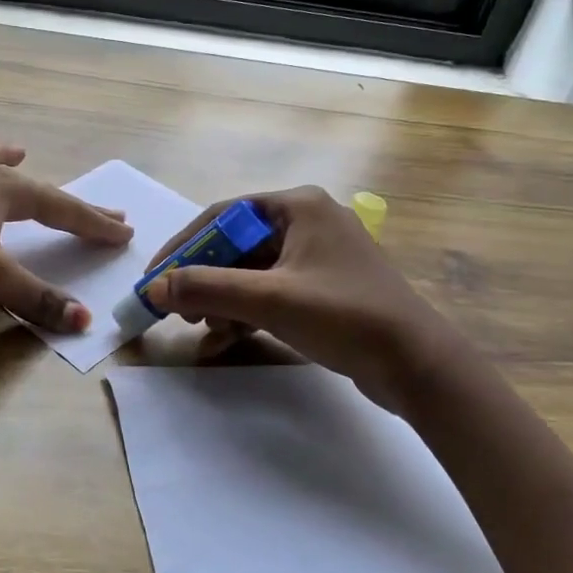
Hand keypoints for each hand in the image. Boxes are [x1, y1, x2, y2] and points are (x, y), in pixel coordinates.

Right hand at [142, 186, 441, 407]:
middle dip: (206, 280)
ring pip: (252, 272)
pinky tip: (227, 340)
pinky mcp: (325, 287)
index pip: (223, 216)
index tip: (157, 276)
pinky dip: (248, 312)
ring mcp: (319, 256)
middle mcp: (308, 221)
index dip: (184, 246)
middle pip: (237, 245)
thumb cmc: (344, 316)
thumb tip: (154, 286)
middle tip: (181, 310)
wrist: (418, 365)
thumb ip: (208, 288)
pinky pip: (272, 291)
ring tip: (206, 331)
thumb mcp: (270, 300)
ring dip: (224, 300)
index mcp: (298, 206)